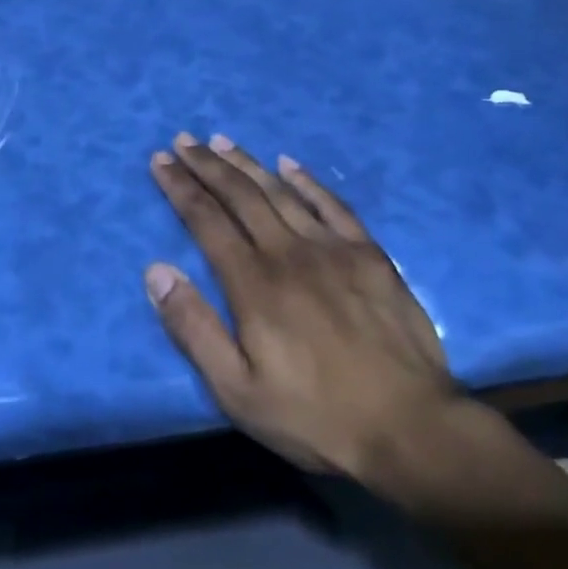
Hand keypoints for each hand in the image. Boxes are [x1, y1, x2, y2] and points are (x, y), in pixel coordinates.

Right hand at [146, 132, 469, 482]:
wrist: (410, 428)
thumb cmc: (314, 415)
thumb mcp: (237, 390)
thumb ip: (194, 328)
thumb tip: (157, 270)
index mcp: (254, 283)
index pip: (206, 220)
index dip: (181, 187)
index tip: (161, 161)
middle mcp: (289, 253)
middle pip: (241, 196)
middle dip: (208, 165)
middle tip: (184, 140)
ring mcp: (334, 249)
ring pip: (281, 192)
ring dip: (248, 164)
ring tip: (222, 141)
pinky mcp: (370, 256)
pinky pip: (333, 205)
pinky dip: (307, 181)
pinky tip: (289, 164)